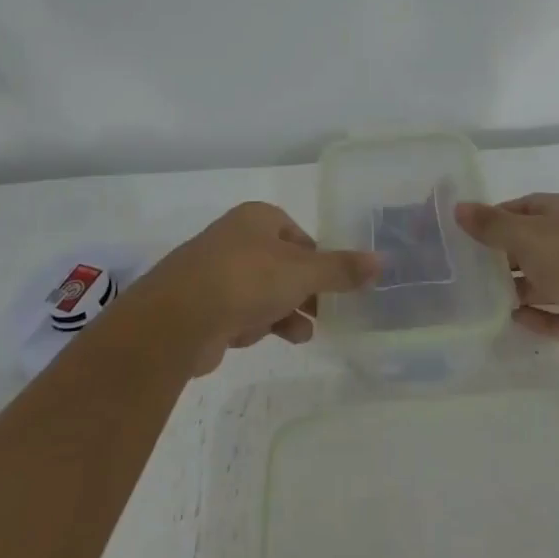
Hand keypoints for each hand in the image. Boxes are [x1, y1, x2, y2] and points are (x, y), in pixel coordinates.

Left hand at [138, 202, 377, 374]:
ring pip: (264, 291)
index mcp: (257, 219)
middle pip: (282, 265)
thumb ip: (341, 269)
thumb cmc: (246, 280)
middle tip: (327, 311)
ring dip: (287, 311)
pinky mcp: (205, 307)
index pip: (299, 235)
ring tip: (305, 333)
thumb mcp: (302, 272)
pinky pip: (243, 312)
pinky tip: (275, 339)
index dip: (319, 259)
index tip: (335, 284)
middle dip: (305, 290)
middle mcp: (236, 239)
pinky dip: (261, 324)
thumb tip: (381, 260)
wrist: (177, 320)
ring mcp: (217, 273)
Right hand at [455, 193, 558, 369]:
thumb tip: (459, 208)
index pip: (527, 206)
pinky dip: (538, 316)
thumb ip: (492, 225)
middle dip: (505, 255)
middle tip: (470, 268)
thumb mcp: (527, 235)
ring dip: (520, 287)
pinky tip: (512, 319)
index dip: (497, 216)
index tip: (468, 232)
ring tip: (484, 296)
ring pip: (548, 281)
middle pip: (536, 244)